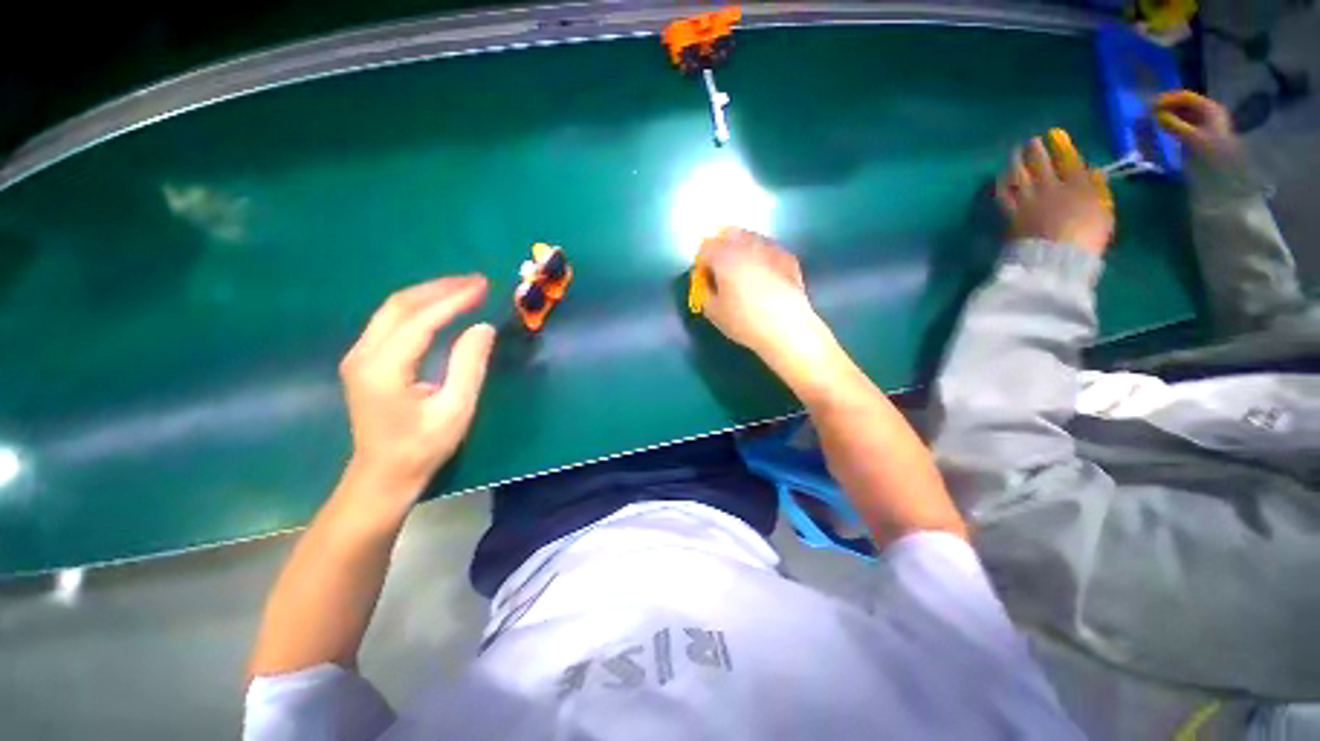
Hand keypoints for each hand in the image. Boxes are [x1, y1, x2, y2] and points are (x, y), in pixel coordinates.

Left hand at [338, 275, 496, 502]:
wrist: (383, 475)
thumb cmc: (423, 447)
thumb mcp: (455, 409)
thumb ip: (468, 365)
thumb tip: (483, 328)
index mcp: (383, 368)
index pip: (421, 320)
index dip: (453, 300)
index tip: (482, 287)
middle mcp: (363, 354)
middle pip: (400, 306)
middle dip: (440, 288)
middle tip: (476, 282)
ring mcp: (359, 356)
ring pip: (393, 310)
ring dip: (429, 294)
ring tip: (463, 289)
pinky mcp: (364, 361)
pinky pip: (392, 322)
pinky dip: (419, 308)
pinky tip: (440, 308)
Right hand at [700, 227, 828, 359]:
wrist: (787, 328)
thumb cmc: (744, 321)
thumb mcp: (713, 312)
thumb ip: (703, 291)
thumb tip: (706, 281)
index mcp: (724, 256)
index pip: (705, 248)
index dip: (701, 264)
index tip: (705, 280)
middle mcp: (747, 244)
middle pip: (728, 234)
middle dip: (721, 249)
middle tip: (722, 272)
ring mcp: (771, 248)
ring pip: (750, 239)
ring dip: (742, 251)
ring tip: (744, 275)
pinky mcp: (788, 257)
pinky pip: (768, 250)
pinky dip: (761, 258)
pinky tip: (764, 278)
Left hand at [997, 129, 1114, 255]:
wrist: (1055, 256)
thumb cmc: (1086, 238)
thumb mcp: (1103, 212)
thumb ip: (1097, 190)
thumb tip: (1094, 172)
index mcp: (1079, 185)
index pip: (1069, 160)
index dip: (1061, 147)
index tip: (1055, 136)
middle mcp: (1052, 186)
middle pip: (1042, 163)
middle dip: (1036, 150)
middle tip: (1030, 142)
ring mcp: (1029, 199)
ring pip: (1020, 174)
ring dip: (1017, 161)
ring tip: (1014, 153)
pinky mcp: (1011, 213)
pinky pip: (1004, 193)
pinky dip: (1001, 183)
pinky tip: (999, 177)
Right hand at [1155, 90, 1239, 159]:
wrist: (1227, 169)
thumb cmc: (1211, 151)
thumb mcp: (1191, 137)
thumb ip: (1173, 124)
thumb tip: (1156, 115)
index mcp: (1209, 108)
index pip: (1186, 97)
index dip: (1169, 99)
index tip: (1151, 105)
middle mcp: (1209, 112)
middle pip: (1186, 105)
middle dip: (1169, 107)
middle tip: (1151, 113)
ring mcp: (1207, 122)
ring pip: (1185, 114)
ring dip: (1171, 116)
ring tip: (1156, 120)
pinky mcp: (1203, 132)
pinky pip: (1186, 123)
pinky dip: (1175, 123)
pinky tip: (1166, 127)